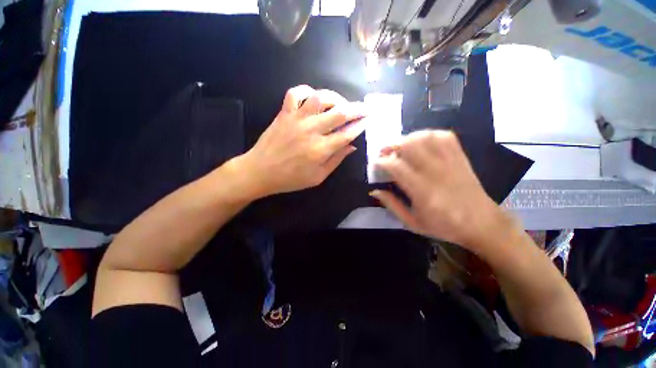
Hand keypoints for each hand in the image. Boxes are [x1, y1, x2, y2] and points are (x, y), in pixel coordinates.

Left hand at [239, 85, 366, 196]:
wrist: (260, 171)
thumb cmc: (290, 179)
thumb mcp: (318, 177)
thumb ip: (336, 161)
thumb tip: (352, 146)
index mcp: (321, 150)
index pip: (347, 133)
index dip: (360, 125)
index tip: (368, 120)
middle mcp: (311, 130)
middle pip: (339, 113)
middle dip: (357, 108)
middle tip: (365, 107)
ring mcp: (297, 119)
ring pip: (320, 98)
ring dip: (335, 97)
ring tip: (341, 103)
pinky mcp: (284, 113)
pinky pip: (295, 93)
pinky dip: (306, 90)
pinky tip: (313, 96)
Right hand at [370, 130, 506, 250]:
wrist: (482, 223)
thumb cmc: (444, 226)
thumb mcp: (412, 223)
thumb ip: (391, 205)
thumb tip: (374, 190)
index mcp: (422, 191)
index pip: (396, 166)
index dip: (382, 161)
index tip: (376, 163)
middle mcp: (435, 172)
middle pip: (410, 145)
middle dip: (391, 145)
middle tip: (385, 152)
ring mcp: (450, 162)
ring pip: (425, 137)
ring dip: (407, 138)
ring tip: (400, 147)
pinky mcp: (460, 157)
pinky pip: (444, 136)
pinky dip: (428, 134)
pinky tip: (420, 142)